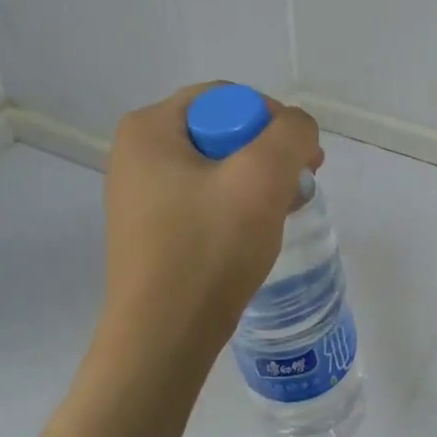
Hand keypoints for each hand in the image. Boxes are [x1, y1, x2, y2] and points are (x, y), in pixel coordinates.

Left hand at [95, 84, 322, 384]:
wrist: (162, 339)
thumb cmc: (208, 249)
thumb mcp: (262, 177)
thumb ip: (292, 133)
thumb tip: (297, 131)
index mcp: (149, 129)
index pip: (227, 97)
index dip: (272, 121)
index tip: (301, 161)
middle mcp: (136, 154)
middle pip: (222, 131)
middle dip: (267, 155)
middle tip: (297, 186)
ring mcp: (139, 194)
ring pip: (217, 168)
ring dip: (257, 183)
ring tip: (281, 212)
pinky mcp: (151, 229)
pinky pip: (203, 199)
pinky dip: (235, 208)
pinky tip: (255, 234)